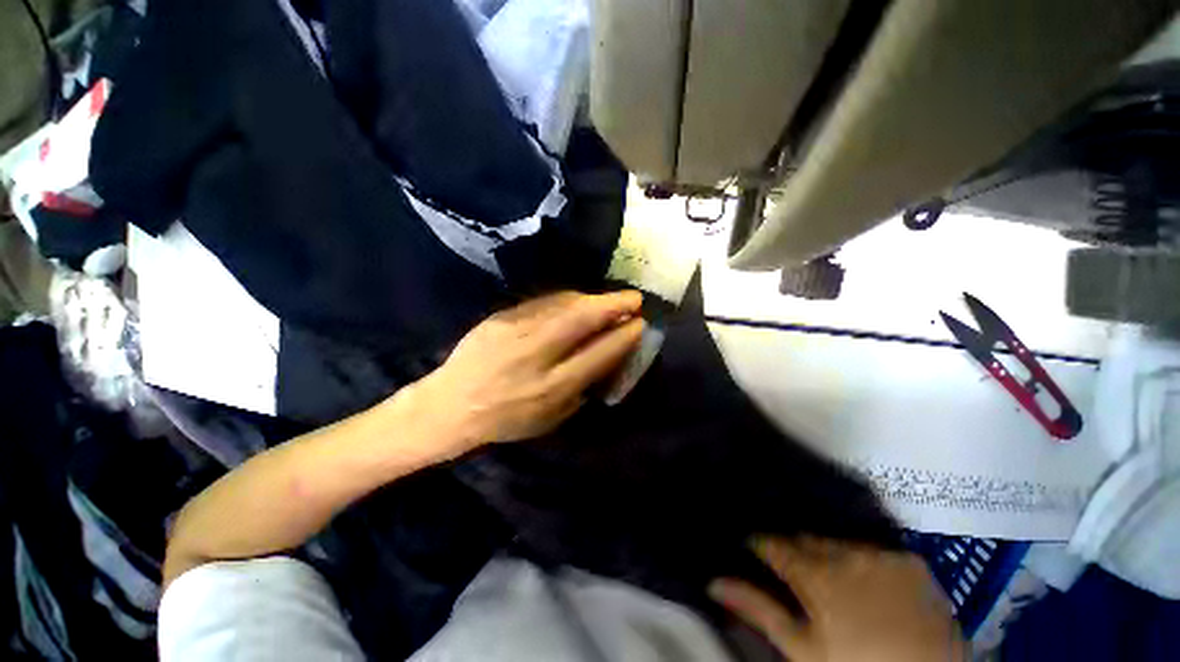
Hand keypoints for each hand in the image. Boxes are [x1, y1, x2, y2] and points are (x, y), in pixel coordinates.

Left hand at [412, 291, 644, 452]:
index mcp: (551, 388)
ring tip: (608, 300)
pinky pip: (543, 302)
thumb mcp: (551, 418)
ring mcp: (515, 331)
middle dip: (614, 305)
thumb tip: (608, 357)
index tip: (640, 324)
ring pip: (563, 305)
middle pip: (582, 320)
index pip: (598, 354)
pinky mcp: (501, 317)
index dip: (623, 336)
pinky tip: (577, 301)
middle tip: (634, 298)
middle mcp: (535, 355)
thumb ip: (583, 388)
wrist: (451, 405)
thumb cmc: (506, 420)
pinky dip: (567, 300)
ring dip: (592, 299)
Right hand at [710, 537, 964, 661]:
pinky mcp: (911, 561)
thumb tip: (713, 582)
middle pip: (806, 538)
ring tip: (823, 566)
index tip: (750, 543)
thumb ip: (759, 610)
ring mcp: (882, 555)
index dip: (760, 543)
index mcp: (817, 575)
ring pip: (838, 541)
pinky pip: (874, 548)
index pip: (774, 545)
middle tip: (787, 560)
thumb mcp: (803, 650)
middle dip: (792, 546)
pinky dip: (861, 557)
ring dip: (825, 550)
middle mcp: (846, 554)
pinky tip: (862, 575)